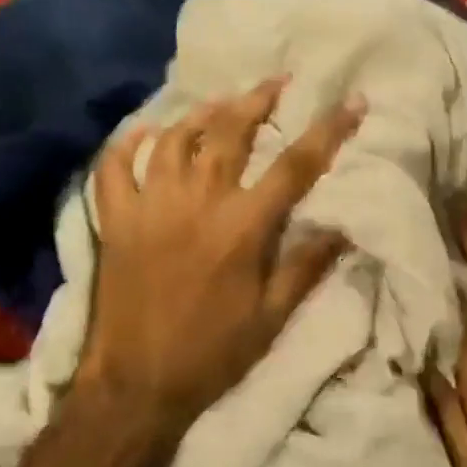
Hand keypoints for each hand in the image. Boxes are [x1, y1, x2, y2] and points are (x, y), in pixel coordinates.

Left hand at [78, 78, 361, 433]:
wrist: (137, 384)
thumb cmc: (212, 353)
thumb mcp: (272, 318)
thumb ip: (306, 267)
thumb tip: (343, 227)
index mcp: (242, 228)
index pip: (294, 166)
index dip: (328, 130)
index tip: (352, 101)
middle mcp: (196, 203)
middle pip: (229, 132)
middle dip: (258, 100)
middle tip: (276, 82)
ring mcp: (150, 207)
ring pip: (174, 139)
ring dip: (201, 113)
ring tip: (220, 103)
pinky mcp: (115, 220)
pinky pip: (114, 167)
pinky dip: (127, 144)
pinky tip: (144, 132)